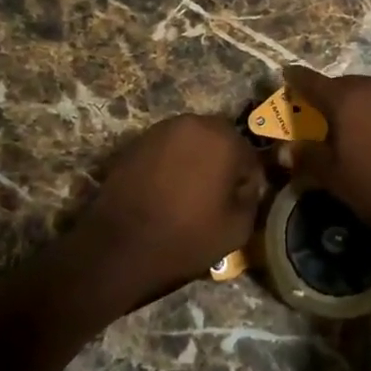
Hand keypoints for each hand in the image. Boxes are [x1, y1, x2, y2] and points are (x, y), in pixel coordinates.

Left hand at [68, 115, 264, 313]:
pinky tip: (165, 189)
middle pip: (220, 140)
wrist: (119, 247)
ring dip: (196, 159)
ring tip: (188, 192)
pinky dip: (171, 162)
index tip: (239, 203)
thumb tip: (246, 186)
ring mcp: (161, 129)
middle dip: (222, 163)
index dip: (247, 182)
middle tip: (215, 195)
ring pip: (192, 140)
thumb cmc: (185, 238)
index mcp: (223, 139)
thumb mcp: (237, 229)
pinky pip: (166, 148)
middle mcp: (193, 123)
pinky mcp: (137, 141)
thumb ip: (251, 198)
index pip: (249, 156)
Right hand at [280, 65, 370, 239]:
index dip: (296, 79)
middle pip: (344, 85)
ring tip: (356, 128)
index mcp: (346, 99)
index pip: (311, 81)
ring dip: (360, 104)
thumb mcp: (337, 179)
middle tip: (321, 115)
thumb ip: (309, 159)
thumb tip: (285, 150)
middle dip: (330, 96)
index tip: (286, 75)